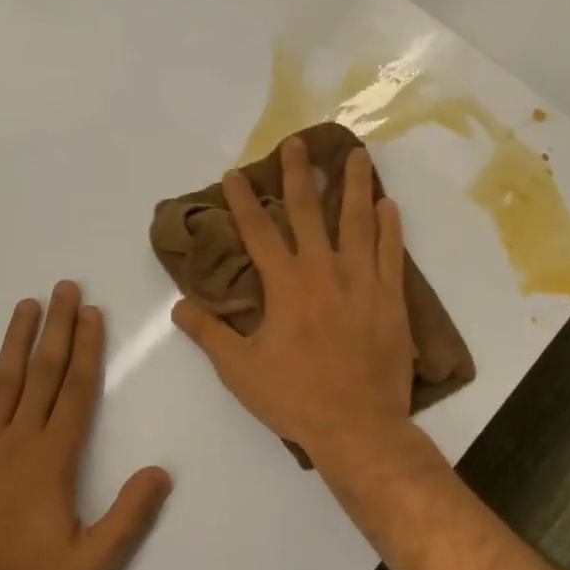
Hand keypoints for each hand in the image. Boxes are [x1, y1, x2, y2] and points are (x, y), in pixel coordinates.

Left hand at [0, 282, 172, 569]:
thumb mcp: (93, 565)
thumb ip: (129, 516)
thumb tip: (161, 471)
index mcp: (52, 459)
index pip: (76, 390)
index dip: (87, 348)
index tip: (92, 312)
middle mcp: (16, 443)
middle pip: (41, 374)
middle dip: (57, 329)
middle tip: (64, 288)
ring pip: (0, 386)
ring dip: (15, 343)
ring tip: (25, 306)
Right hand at [171, 137, 415, 467]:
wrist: (358, 426)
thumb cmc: (295, 398)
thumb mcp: (240, 370)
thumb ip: (209, 333)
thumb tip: (178, 306)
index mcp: (285, 285)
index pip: (258, 231)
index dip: (244, 201)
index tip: (235, 174)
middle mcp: (323, 270)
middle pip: (308, 211)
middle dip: (299, 174)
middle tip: (297, 142)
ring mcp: (362, 280)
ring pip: (357, 221)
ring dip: (353, 185)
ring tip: (355, 154)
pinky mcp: (390, 296)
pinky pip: (391, 251)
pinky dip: (389, 226)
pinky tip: (387, 204)